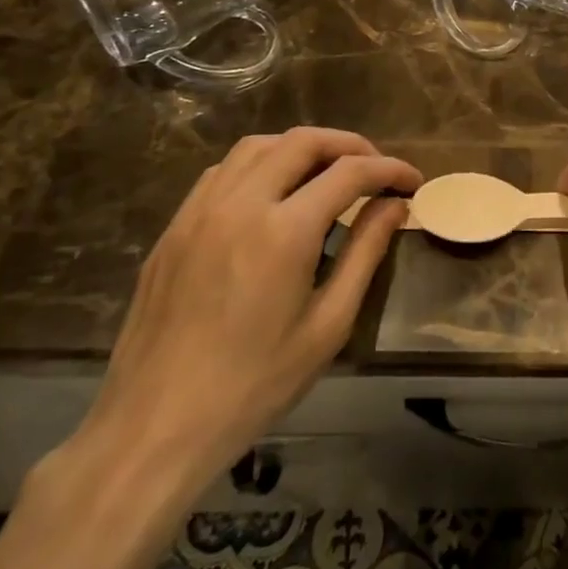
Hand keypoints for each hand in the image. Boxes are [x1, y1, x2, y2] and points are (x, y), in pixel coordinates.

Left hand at [78, 128, 419, 491]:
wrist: (154, 427)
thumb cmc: (255, 385)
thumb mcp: (328, 325)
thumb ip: (365, 253)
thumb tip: (394, 205)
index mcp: (284, 231)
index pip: (350, 173)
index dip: (389, 169)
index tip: (412, 181)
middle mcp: (240, 204)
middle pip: (302, 141)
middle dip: (349, 145)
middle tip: (376, 169)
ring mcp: (199, 212)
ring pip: (257, 146)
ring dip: (301, 148)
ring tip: (327, 173)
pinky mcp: (173, 228)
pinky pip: (222, 172)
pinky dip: (259, 165)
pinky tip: (272, 195)